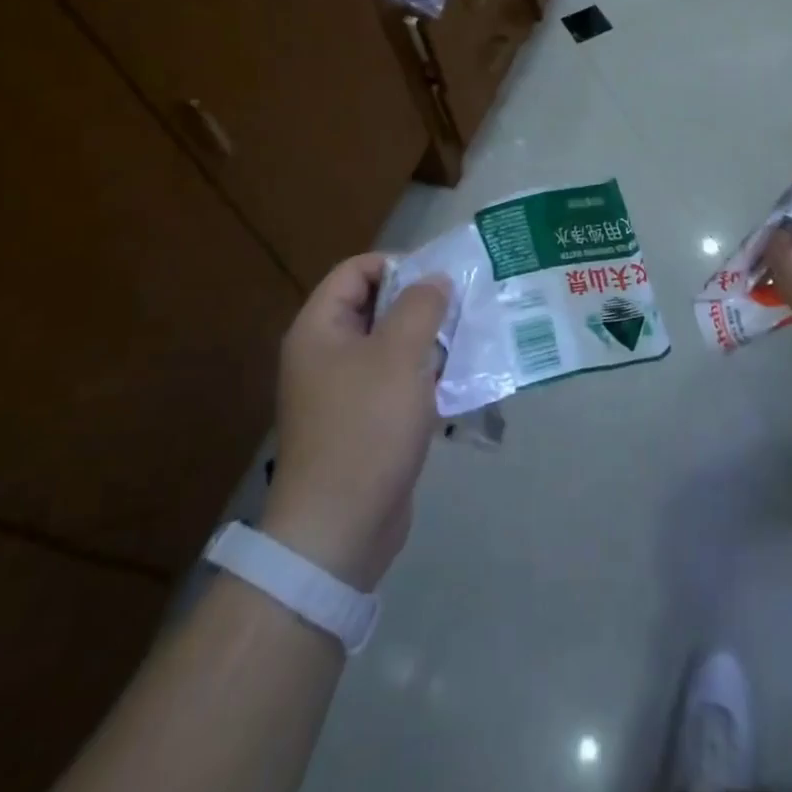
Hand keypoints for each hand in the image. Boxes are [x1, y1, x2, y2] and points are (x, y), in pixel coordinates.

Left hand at [261, 254, 450, 592]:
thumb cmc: (366, 427)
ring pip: (391, 346)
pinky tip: (462, 381)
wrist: (340, 527)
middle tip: (465, 305)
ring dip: (429, 340)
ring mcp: (344, 391)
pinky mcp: (364, 422)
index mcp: (320, 329)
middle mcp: (326, 354)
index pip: (355, 271)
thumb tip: (435, 280)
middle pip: (375, 307)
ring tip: (471, 339)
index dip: (397, 264)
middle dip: (421, 303)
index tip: (441, 276)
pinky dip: (426, 376)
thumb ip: (420, 307)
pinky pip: (397, 382)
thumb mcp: (399, 355)